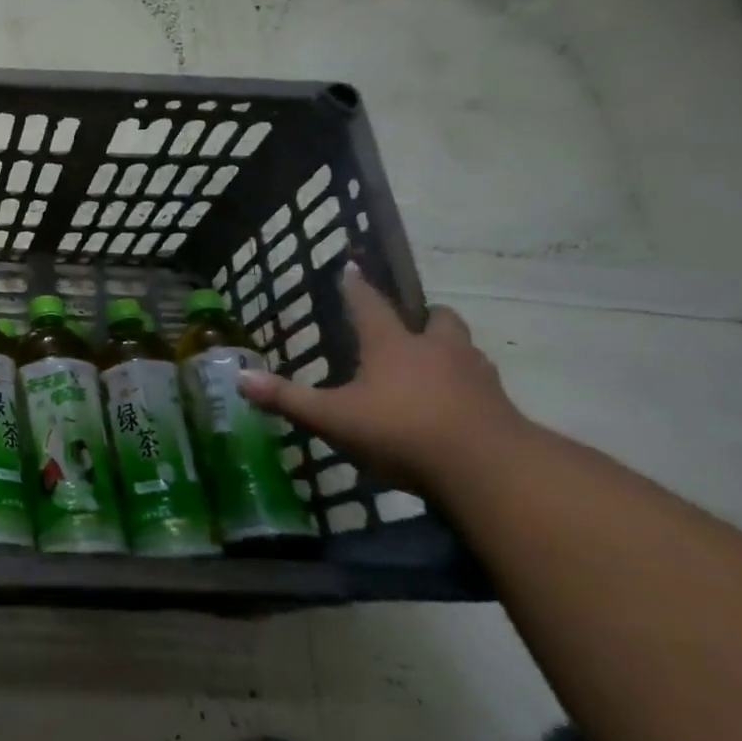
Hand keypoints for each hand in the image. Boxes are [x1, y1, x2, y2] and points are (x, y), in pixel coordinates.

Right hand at [236, 264, 534, 493]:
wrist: (491, 471)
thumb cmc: (402, 432)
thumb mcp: (333, 418)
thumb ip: (288, 399)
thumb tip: (240, 378)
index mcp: (392, 344)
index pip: (370, 304)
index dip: (357, 286)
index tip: (351, 268)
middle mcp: (436, 350)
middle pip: (438, 319)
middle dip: (425, 317)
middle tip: (412, 324)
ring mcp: (476, 377)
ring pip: (466, 349)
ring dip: (450, 350)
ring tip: (434, 365)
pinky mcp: (501, 408)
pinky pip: (483, 387)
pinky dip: (469, 389)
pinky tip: (456, 407)